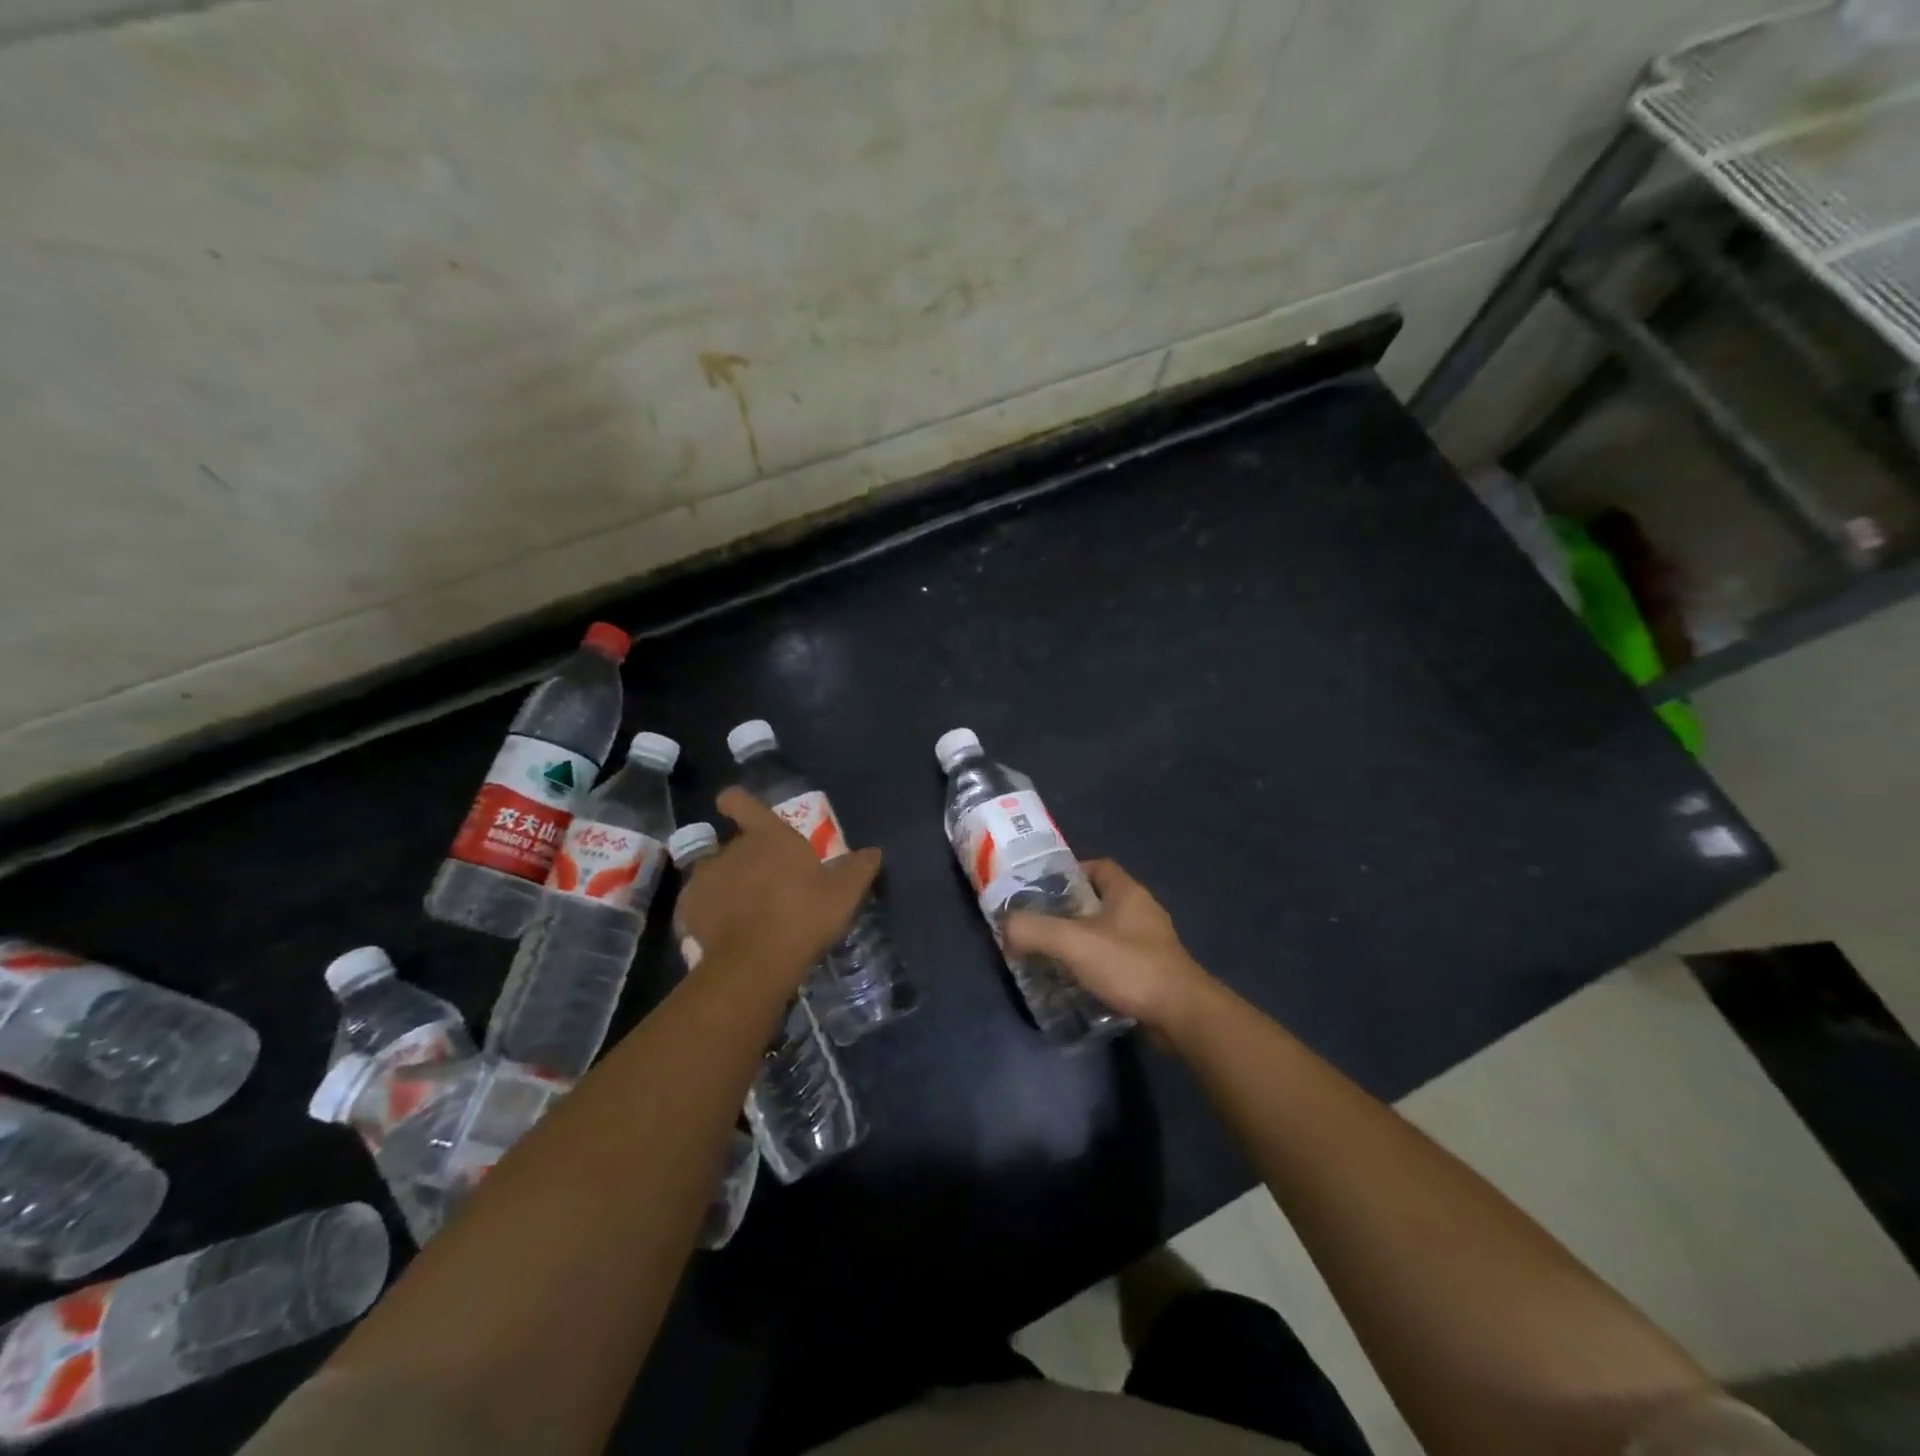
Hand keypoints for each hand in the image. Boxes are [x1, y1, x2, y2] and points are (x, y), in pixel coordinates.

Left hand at [675, 787, 881, 993]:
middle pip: (734, 843)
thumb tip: (873, 852)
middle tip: (768, 884)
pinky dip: (710, 912)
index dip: (738, 802)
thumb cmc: (804, 916)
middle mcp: (731, 848)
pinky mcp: (688, 909)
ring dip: (727, 884)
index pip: (741, 801)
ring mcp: (705, 878)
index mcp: (768, 835)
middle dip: (748, 858)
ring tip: (744, 911)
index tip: (738, 809)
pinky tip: (726, 932)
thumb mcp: (844, 893)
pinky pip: (699, 903)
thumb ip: (859, 868)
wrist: (755, 964)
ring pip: (715, 872)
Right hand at [1003, 859, 1214, 1033]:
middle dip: (1069, 911)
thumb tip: (1006, 926)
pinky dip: (1097, 966)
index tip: (1042, 890)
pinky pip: (1118, 959)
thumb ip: (1035, 930)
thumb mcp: (1074, 943)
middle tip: (1039, 925)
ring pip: (1108, 932)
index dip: (1069, 873)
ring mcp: (1151, 943)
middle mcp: (1142, 911)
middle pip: (1099, 900)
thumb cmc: (1130, 966)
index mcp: (1127, 892)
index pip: (1097, 866)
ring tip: (1052, 955)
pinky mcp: (1153, 971)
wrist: (1182, 1015)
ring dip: (1083, 941)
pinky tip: (1078, 982)